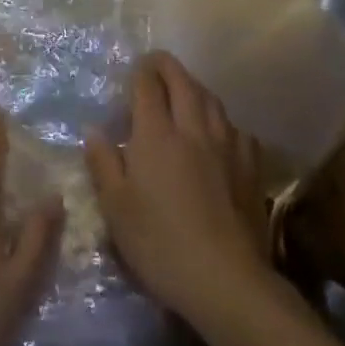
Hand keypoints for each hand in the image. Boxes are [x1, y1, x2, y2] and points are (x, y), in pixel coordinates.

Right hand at [85, 52, 269, 327]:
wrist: (226, 281)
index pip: (148, 85)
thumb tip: (94, 130)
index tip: (134, 68)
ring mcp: (226, 147)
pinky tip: (221, 133)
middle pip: (183, 82)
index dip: (140, 71)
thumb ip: (103, 163)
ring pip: (213, 101)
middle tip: (156, 64)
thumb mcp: (116, 208)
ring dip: (196, 88)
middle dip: (168, 67)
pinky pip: (237, 130)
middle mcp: (193, 129)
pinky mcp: (250, 170)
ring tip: (186, 90)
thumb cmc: (160, 244)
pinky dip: (224, 122)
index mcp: (156, 134)